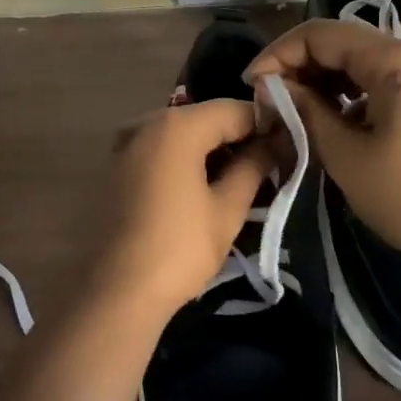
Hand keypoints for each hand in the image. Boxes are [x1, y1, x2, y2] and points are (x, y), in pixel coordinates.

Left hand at [94, 99, 274, 318]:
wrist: (116, 291)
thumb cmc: (179, 248)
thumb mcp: (227, 209)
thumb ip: (252, 167)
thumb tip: (273, 143)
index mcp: (177, 126)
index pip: (233, 109)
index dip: (265, 124)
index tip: (286, 147)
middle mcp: (146, 122)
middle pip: (204, 118)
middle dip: (236, 136)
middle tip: (265, 166)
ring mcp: (125, 143)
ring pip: (180, 133)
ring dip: (209, 149)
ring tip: (237, 180)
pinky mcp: (114, 165)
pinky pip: (159, 149)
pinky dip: (183, 158)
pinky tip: (200, 186)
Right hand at [244, 19, 400, 267]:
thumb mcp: (347, 156)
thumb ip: (306, 112)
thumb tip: (273, 88)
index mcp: (395, 61)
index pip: (321, 34)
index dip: (279, 54)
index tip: (250, 86)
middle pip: (342, 42)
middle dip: (299, 66)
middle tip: (269, 102)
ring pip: (361, 62)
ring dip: (323, 80)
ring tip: (293, 112)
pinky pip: (381, 82)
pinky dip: (349, 94)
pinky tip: (333, 121)